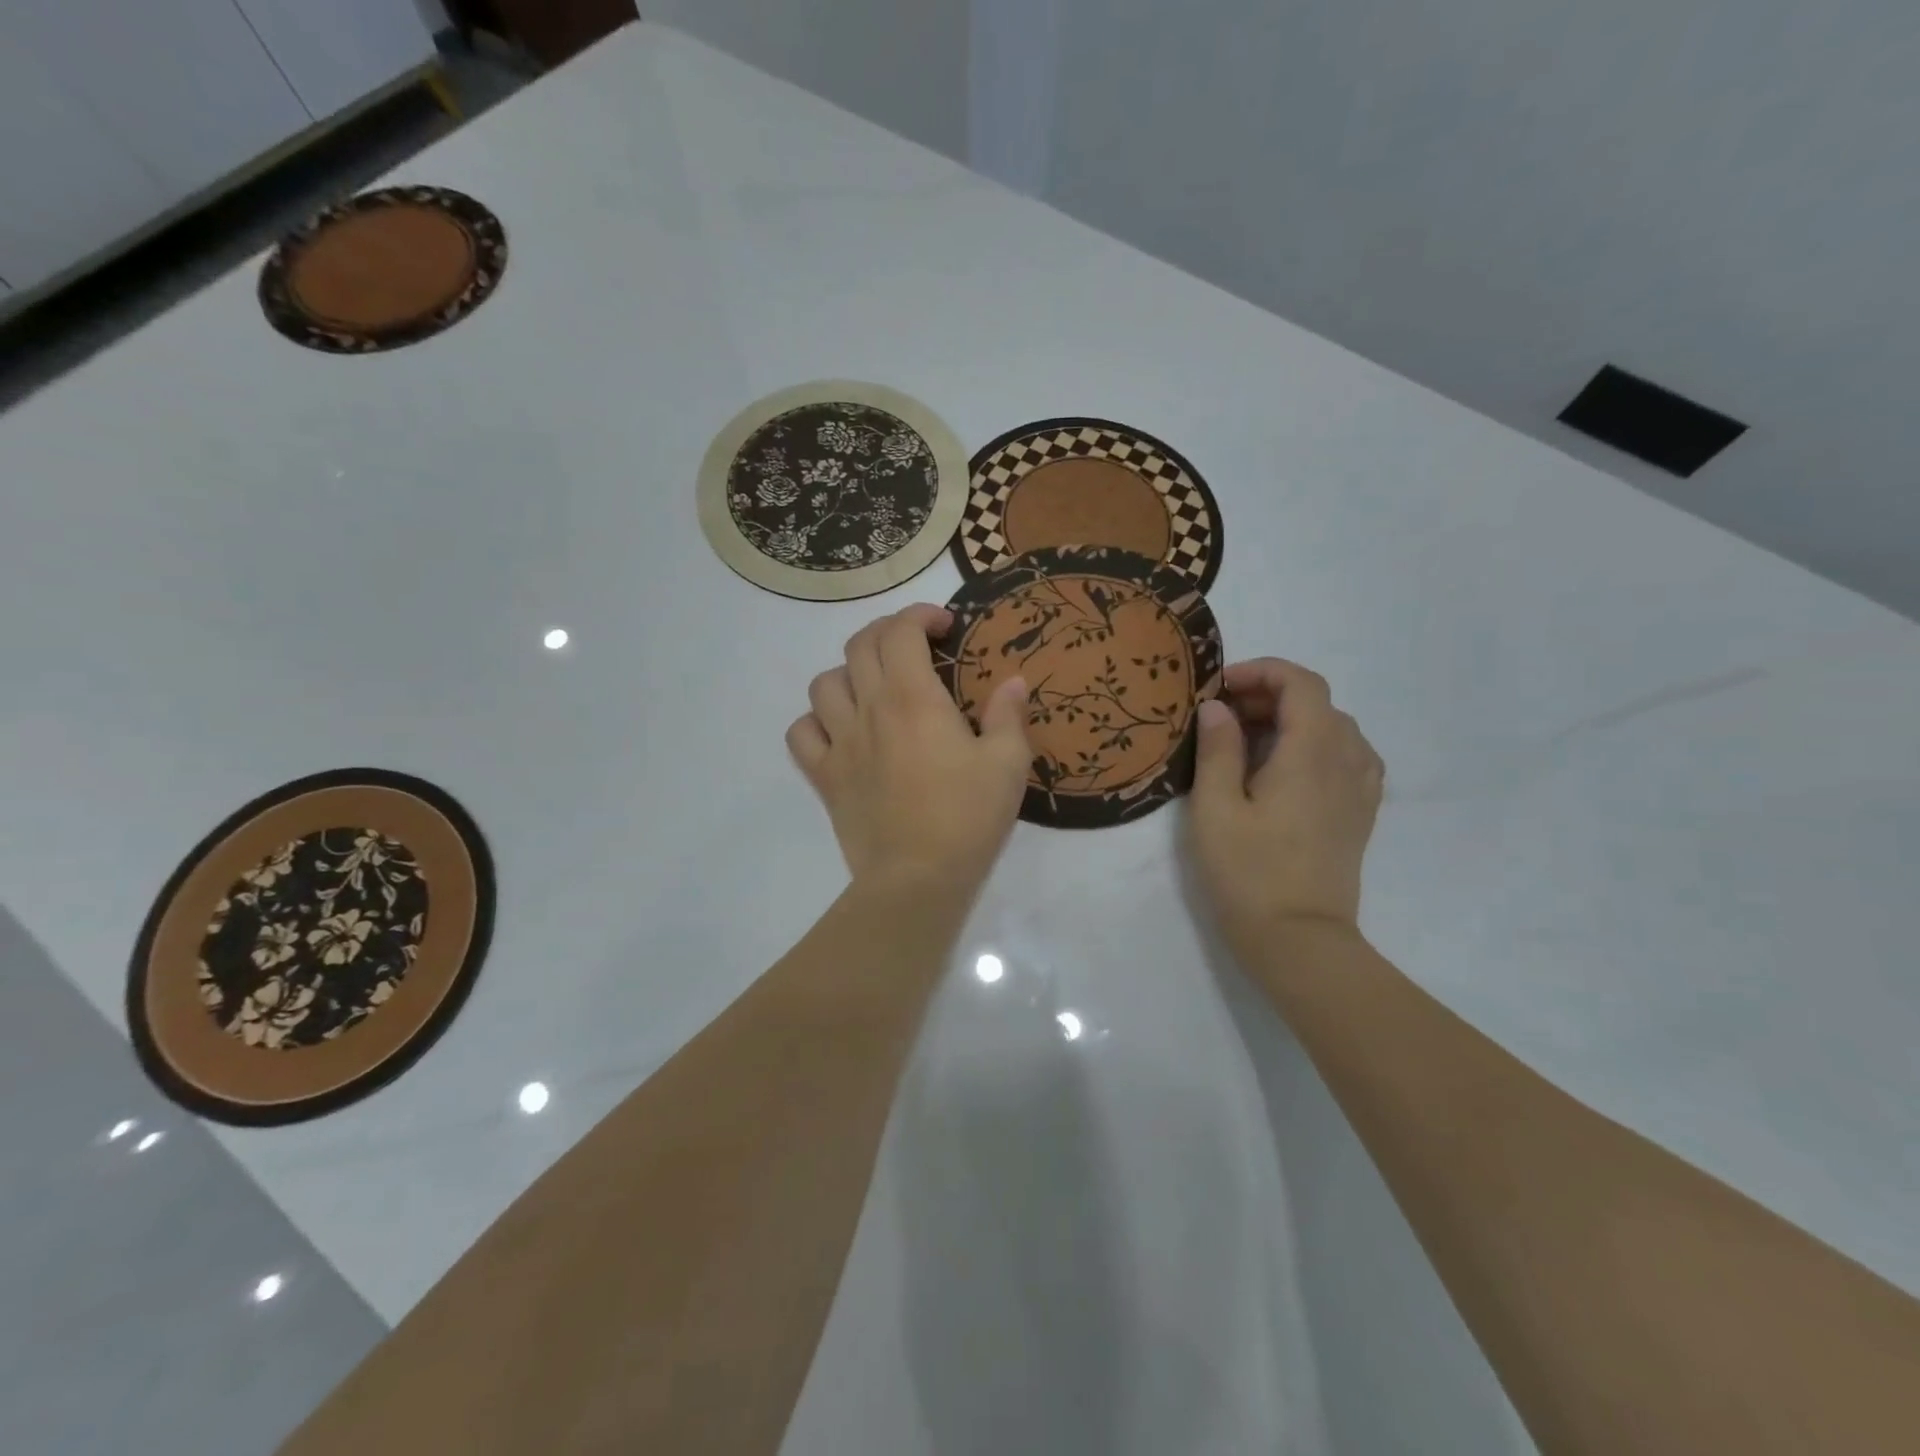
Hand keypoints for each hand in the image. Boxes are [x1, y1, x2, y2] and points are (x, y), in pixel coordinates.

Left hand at [787, 604, 1032, 890]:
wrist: (916, 878)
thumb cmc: (967, 817)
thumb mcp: (1007, 764)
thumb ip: (1008, 715)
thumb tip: (1013, 682)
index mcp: (912, 697)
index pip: (900, 631)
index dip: (920, 615)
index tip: (945, 626)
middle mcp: (868, 709)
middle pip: (858, 646)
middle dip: (887, 634)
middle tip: (914, 649)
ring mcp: (839, 743)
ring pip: (824, 684)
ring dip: (849, 674)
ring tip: (874, 688)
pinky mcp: (824, 777)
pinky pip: (801, 733)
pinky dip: (815, 721)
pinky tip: (839, 730)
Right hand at [1187, 658, 1384, 954]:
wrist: (1299, 939)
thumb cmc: (1248, 872)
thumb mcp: (1215, 808)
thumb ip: (1217, 749)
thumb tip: (1217, 708)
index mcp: (1311, 752)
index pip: (1301, 683)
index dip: (1261, 672)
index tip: (1220, 689)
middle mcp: (1346, 759)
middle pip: (1318, 702)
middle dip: (1269, 695)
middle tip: (1222, 717)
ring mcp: (1360, 787)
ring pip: (1335, 727)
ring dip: (1292, 720)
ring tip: (1249, 742)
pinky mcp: (1360, 812)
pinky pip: (1348, 756)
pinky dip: (1316, 745)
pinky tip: (1286, 769)